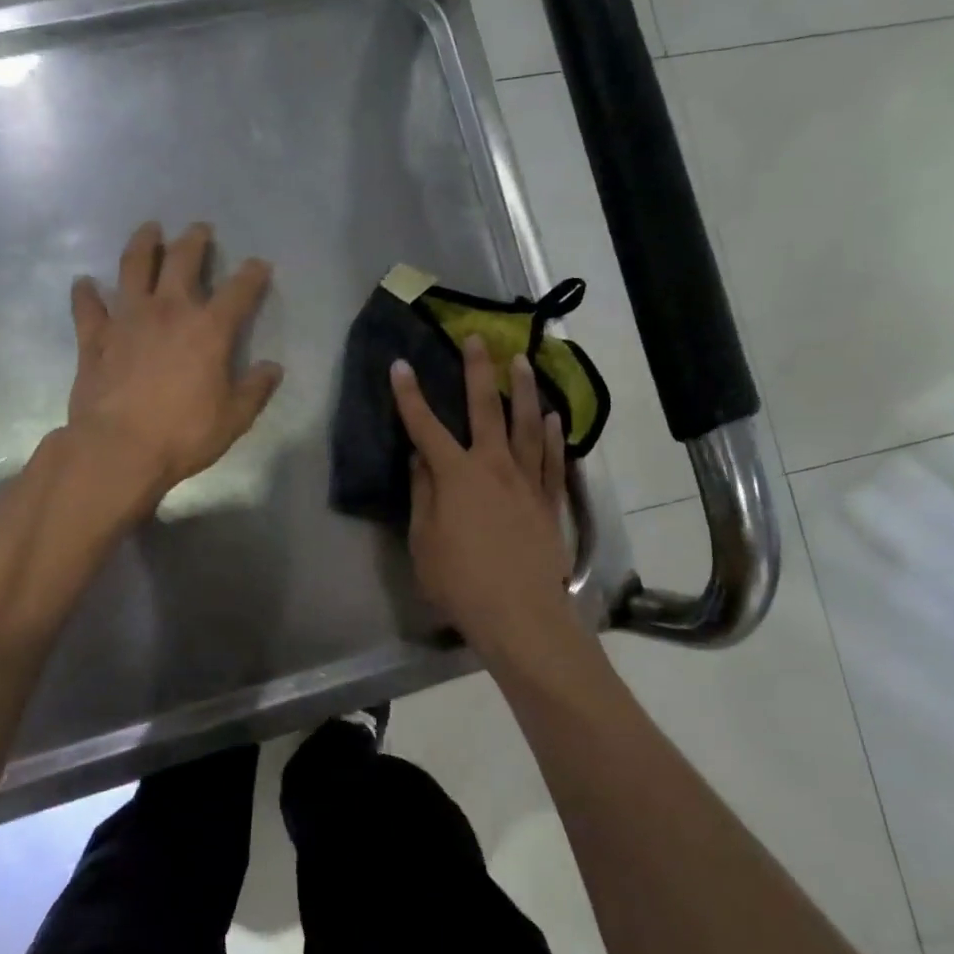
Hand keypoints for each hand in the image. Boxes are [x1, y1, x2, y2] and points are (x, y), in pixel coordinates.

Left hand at [67, 220, 282, 509]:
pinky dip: (86, 292)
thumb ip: (255, 390)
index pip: (238, 291)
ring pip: (133, 267)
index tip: (258, 265)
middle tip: (199, 229)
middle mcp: (168, 311)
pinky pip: (88, 306)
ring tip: (149, 229)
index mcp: (208, 329)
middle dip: (194, 241)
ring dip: (142, 244)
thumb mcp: (234, 418)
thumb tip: (273, 369)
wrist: (118, 449)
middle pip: (182, 260)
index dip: (252, 274)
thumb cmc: (183, 434)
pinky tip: (85, 283)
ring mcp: (127, 319)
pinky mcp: (94, 337)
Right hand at [391, 335, 578, 666]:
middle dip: (478, 371)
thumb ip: (423, 493)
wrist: (520, 614)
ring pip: (527, 425)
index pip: (426, 427)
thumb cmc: (460, 581)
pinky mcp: (549, 501)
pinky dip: (552, 435)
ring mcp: (526, 481)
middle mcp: (493, 466)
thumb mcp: (424, 540)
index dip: (410, 396)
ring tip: (523, 362)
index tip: (401, 365)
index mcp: (456, 475)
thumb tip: (420, 458)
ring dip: (524, 390)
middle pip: (485, 409)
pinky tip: (552, 417)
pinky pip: (552, 459)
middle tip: (477, 339)